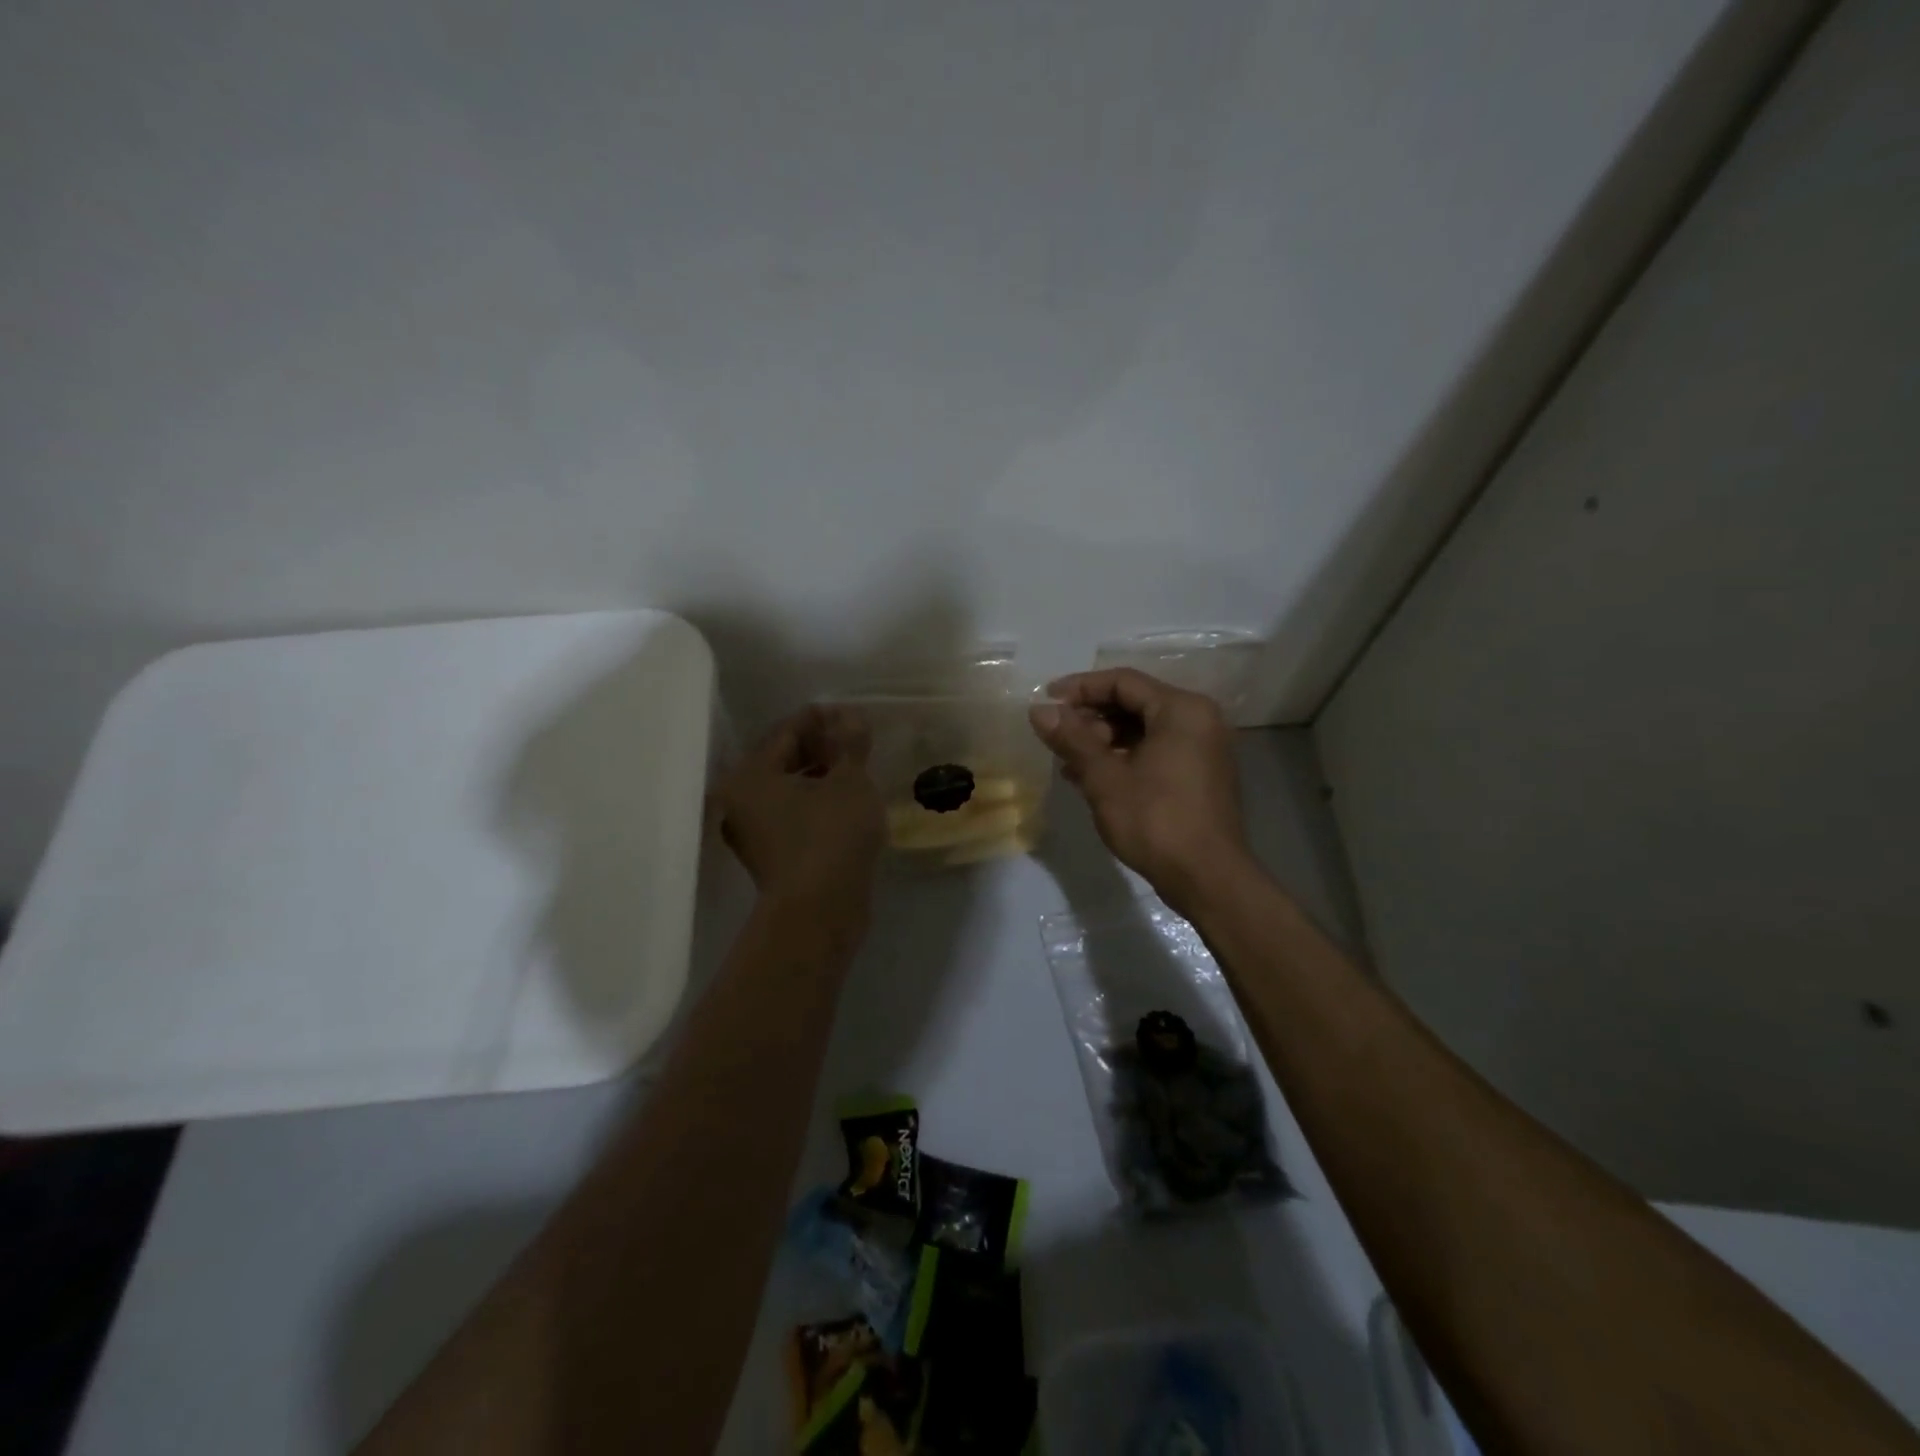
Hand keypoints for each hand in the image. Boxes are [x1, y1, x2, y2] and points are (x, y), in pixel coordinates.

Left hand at [715, 706, 884, 928]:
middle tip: (854, 739)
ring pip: (788, 788)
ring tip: (854, 768)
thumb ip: (850, 744)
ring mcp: (753, 831)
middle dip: (820, 746)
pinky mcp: (770, 854)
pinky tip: (844, 799)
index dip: (821, 718)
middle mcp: (741, 800)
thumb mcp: (849, 781)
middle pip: (782, 759)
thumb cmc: (832, 835)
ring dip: (819, 774)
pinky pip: (793, 813)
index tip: (851, 714)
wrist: (820, 912)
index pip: (786, 731)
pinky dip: (815, 800)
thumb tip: (851, 717)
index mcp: (751, 775)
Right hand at [1030, 669, 1249, 914]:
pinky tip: (1092, 778)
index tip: (1046, 700)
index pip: (1122, 682)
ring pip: (1143, 729)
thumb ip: (1071, 739)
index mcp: (1181, 709)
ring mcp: (1202, 748)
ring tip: (1067, 762)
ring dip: (1103, 741)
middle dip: (1090, 718)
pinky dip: (1124, 757)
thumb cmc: (1156, 821)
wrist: (1208, 878)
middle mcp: (1198, 719)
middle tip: (1056, 737)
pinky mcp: (1199, 774)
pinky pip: (1155, 750)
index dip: (1080, 688)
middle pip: (1134, 703)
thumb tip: (1038, 710)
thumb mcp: (1105, 778)